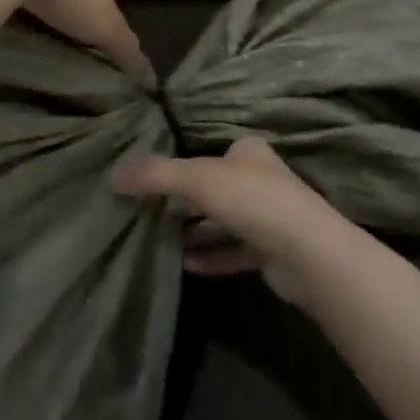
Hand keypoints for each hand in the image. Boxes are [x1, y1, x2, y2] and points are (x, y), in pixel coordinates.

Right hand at [114, 138, 350, 302]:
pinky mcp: (272, 252)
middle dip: (187, 202)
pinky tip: (185, 265)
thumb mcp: (198, 179)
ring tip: (160, 243)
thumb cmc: (253, 200)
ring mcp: (270, 217)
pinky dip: (211, 257)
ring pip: (225, 222)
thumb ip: (156, 175)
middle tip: (150, 214)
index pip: (214, 153)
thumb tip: (113, 174)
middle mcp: (262, 180)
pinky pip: (234, 252)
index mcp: (249, 153)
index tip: (155, 181)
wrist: (306, 252)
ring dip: (197, 233)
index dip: (186, 165)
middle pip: (218, 189)